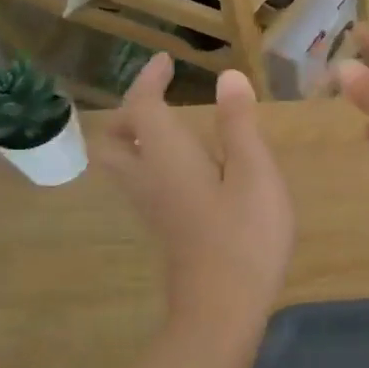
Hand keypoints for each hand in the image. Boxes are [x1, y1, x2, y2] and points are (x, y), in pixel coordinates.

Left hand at [94, 56, 294, 336]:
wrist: (224, 306)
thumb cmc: (245, 233)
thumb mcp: (254, 172)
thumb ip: (239, 124)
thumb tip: (227, 78)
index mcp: (167, 156)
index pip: (141, 107)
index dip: (149, 80)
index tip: (166, 61)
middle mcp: (148, 178)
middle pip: (114, 140)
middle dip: (130, 112)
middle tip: (161, 99)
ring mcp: (153, 206)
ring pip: (124, 163)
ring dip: (138, 136)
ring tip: (177, 126)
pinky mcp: (166, 226)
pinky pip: (144, 181)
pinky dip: (154, 160)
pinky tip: (193, 166)